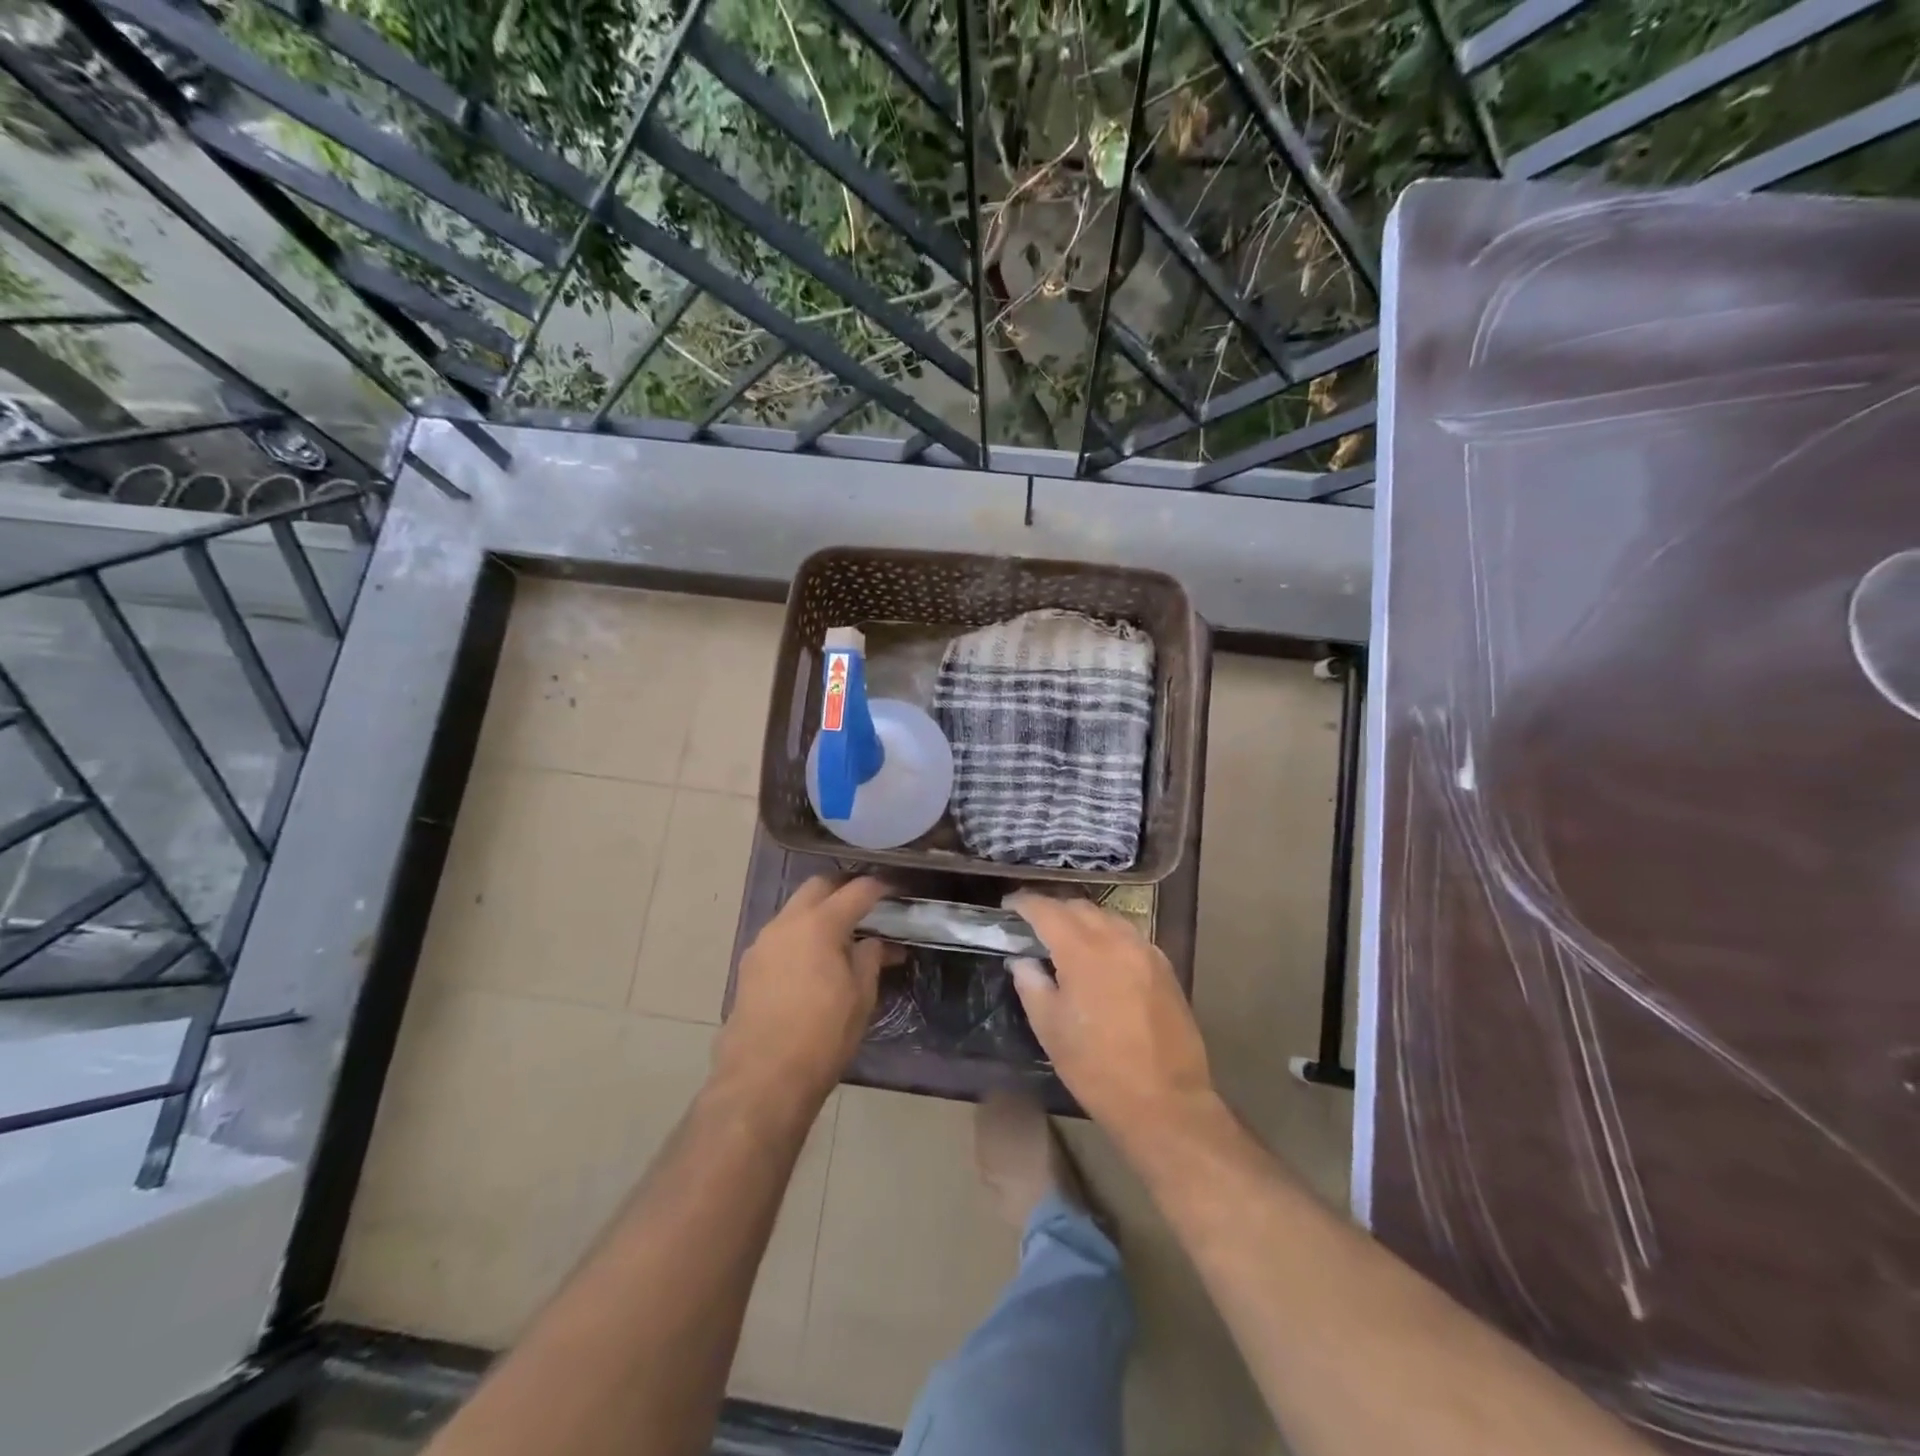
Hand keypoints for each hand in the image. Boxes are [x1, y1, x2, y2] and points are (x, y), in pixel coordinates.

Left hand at [716, 876, 890, 1103]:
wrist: (762, 1078)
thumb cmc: (822, 1036)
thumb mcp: (861, 997)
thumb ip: (869, 958)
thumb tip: (874, 942)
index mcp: (820, 924)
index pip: (856, 890)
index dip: (879, 887)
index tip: (895, 890)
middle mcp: (787, 923)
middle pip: (818, 887)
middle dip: (843, 889)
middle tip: (866, 906)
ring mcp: (763, 943)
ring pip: (795, 910)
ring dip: (819, 912)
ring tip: (842, 937)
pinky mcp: (749, 966)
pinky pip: (781, 935)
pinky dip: (801, 936)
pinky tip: (814, 961)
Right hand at [1008, 892, 1214, 1134]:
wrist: (1165, 1101)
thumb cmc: (1097, 1068)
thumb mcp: (1050, 1029)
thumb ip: (1031, 985)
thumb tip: (1022, 961)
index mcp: (1083, 951)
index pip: (1047, 910)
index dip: (1024, 903)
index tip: (1008, 905)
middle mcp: (1116, 940)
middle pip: (1079, 907)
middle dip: (1053, 909)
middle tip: (1033, 924)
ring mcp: (1145, 951)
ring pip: (1107, 917)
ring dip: (1082, 919)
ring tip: (1065, 937)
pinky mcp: (1164, 968)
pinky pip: (1129, 935)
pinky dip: (1108, 934)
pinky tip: (1101, 956)